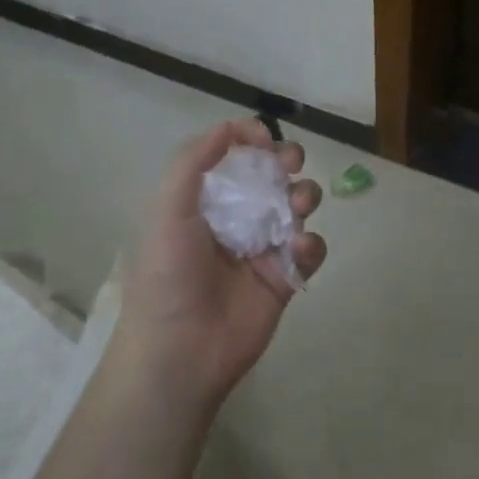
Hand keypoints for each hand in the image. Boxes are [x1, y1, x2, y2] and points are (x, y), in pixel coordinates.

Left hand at [115, 119, 325, 415]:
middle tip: (290, 163)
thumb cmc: (168, 275)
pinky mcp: (284, 279)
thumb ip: (194, 162)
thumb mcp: (168, 210)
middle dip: (286, 161)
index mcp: (203, 201)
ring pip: (296, 208)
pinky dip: (311, 244)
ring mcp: (262, 249)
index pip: (233, 158)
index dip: (250, 140)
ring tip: (299, 205)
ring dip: (304, 196)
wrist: (180, 351)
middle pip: (271, 177)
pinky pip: (309, 251)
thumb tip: (228, 126)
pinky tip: (298, 249)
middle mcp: (235, 219)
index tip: (263, 138)